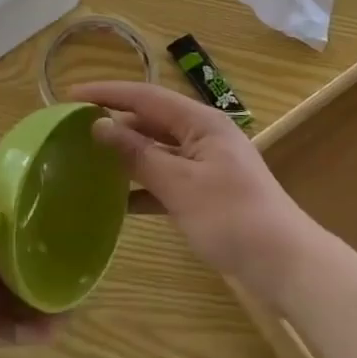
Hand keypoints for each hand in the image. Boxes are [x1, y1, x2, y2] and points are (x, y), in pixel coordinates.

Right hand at [79, 81, 318, 305]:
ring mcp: (205, 164)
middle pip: (150, 120)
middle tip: (74, 128)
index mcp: (200, 122)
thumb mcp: (179, 184)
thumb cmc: (232, 217)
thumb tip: (100, 126)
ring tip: (87, 159)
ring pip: (157, 150)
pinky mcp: (206, 192)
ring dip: (126, 155)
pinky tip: (116, 203)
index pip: (145, 96)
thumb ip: (138, 154)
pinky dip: (143, 187)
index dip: (107, 93)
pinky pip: (166, 179)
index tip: (71, 95)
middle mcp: (202, 135)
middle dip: (114, 122)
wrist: (285, 264)